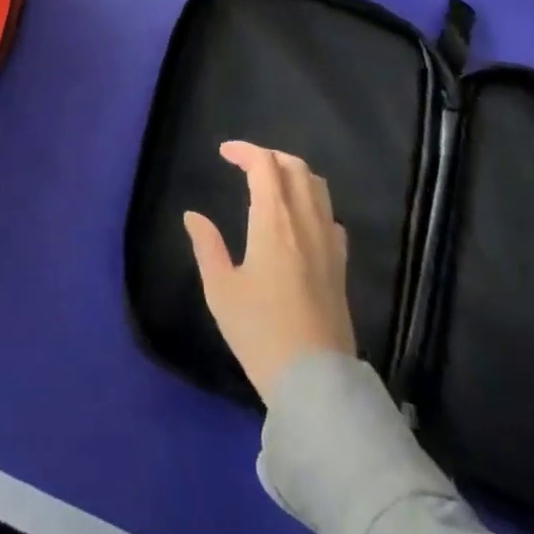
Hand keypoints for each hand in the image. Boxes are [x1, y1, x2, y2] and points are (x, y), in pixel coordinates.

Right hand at [184, 141, 355, 402]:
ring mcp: (328, 243)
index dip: (245, 151)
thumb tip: (193, 216)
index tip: (224, 153)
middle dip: (269, 157)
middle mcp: (306, 222)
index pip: (265, 165)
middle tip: (246, 165)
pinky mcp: (340, 265)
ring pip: (318, 187)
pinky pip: (329, 215)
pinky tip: (299, 221)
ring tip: (271, 184)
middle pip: (295, 168)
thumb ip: (206, 246)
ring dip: (294, 174)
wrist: (315, 381)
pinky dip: (312, 202)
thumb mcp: (220, 290)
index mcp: (274, 221)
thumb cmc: (260, 331)